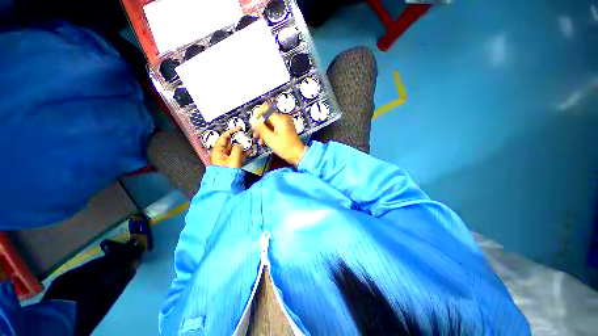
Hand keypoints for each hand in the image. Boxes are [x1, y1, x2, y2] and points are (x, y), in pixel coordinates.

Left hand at [210, 127, 247, 168]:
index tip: (240, 128)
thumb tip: (239, 144)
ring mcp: (226, 157)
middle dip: (238, 139)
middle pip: (229, 142)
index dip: (231, 131)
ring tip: (250, 143)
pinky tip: (250, 150)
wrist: (226, 183)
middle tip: (246, 136)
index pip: (224, 137)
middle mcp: (221, 152)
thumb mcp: (234, 159)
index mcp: (218, 150)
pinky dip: (243, 152)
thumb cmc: (228, 171)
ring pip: (234, 148)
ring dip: (242, 146)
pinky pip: (237, 154)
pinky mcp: (231, 162)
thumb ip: (237, 149)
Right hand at [252, 106, 306, 165]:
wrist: (298, 155)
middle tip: (256, 136)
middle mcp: (283, 118)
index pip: (265, 108)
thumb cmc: (285, 148)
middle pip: (267, 117)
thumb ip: (261, 129)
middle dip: (260, 126)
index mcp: (280, 119)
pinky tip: (265, 141)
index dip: (257, 115)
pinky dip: (269, 133)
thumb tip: (252, 120)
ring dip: (263, 131)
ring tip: (260, 141)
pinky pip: (274, 127)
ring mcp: (285, 123)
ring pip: (269, 123)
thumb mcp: (271, 139)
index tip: (254, 125)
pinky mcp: (285, 128)